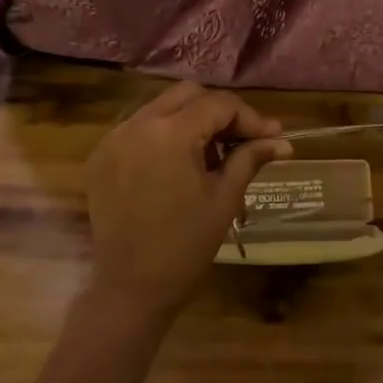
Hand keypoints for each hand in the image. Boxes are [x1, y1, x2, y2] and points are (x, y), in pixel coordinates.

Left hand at [86, 82, 291, 320]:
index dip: (250, 118)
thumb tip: (281, 141)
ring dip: (190, 121)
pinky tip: (179, 164)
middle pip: (187, 95)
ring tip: (213, 154)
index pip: (218, 105)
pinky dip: (163, 135)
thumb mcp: (225, 198)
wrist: (131, 286)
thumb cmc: (186, 245)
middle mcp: (137, 125)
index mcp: (170, 134)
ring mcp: (113, 139)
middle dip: (219, 111)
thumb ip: (250, 158)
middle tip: (242, 140)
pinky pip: (138, 129)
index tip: (272, 138)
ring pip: (160, 108)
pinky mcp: (101, 157)